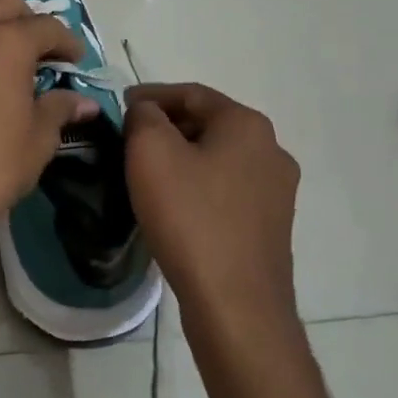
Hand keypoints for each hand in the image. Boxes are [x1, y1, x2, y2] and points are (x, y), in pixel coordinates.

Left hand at [0, 0, 99, 283]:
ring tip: (1, 53)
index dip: (66, 41)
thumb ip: (59, 110)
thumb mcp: (36, 141)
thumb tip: (83, 102)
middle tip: (38, 50)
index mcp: (5, 44)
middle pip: (1, 0)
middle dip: (26, 16)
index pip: (45, 26)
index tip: (74, 60)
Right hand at [123, 83, 302, 339]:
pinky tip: (174, 204)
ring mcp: (277, 191)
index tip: (119, 106)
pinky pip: (227, 190)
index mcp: (247, 124)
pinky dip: (198, 185)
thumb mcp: (150, 152)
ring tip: (146, 172)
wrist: (236, 305)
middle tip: (128, 138)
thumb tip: (147, 113)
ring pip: (218, 158)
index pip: (192, 93)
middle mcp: (272, 150)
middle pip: (208, 123)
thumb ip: (143, 116)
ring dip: (182, 157)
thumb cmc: (190, 217)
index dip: (151, 94)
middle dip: (166, 126)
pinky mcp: (271, 226)